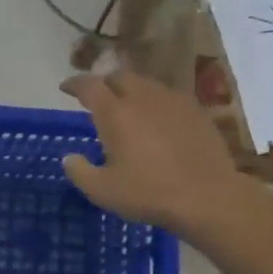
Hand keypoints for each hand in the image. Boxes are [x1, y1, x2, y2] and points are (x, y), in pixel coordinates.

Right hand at [60, 71, 242, 234]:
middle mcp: (143, 98)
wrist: (207, 196)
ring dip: (132, 90)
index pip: (89, 86)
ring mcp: (174, 101)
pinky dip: (156, 102)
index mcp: (116, 113)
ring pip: (146, 84)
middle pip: (119, 77)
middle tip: (98, 97)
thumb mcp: (103, 191)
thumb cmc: (148, 193)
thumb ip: (80, 171)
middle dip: (105, 83)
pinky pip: (169, 97)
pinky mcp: (197, 111)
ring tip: (128, 107)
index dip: (74, 84)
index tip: (65, 87)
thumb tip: (69, 158)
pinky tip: (158, 120)